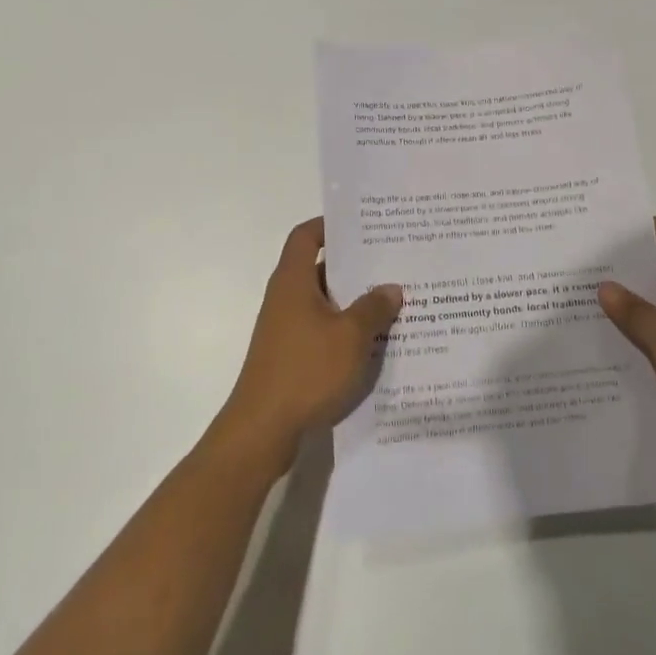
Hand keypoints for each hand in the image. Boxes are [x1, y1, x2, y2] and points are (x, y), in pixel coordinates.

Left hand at [214, 218, 402, 471]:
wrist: (262, 430)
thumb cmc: (305, 371)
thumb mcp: (350, 336)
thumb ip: (373, 308)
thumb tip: (391, 288)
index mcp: (293, 281)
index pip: (305, 236)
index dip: (329, 224)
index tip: (362, 224)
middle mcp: (286, 298)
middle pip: (319, 268)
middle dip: (354, 264)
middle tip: (392, 260)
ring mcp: (286, 329)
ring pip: (324, 302)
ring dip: (354, 300)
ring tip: (393, 299)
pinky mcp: (290, 355)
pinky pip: (322, 329)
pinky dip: (346, 328)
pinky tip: (375, 340)